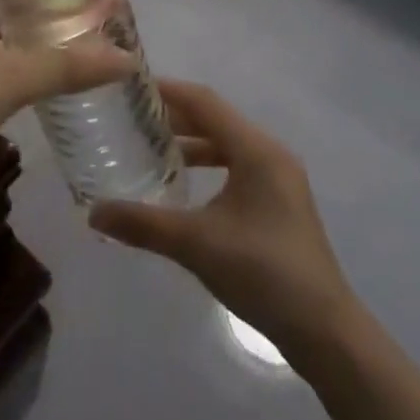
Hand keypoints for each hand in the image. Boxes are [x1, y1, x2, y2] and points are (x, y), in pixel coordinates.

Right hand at [91, 81, 355, 356]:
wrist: (325, 332)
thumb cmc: (263, 274)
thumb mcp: (197, 245)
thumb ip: (144, 224)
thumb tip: (93, 213)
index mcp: (256, 149)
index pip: (205, 102)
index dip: (168, 91)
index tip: (131, 87)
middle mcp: (270, 153)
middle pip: (216, 119)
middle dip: (175, 117)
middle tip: (132, 119)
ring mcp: (279, 178)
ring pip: (226, 143)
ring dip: (191, 142)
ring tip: (151, 148)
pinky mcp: (280, 201)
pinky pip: (236, 165)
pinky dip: (208, 165)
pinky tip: (184, 184)